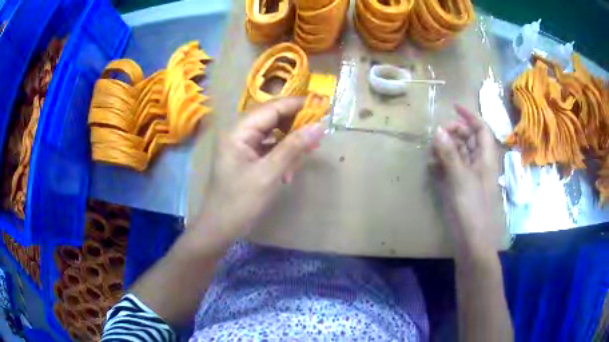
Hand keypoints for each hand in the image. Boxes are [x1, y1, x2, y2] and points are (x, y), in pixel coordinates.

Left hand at [193, 97, 324, 248]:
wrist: (221, 228)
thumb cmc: (240, 202)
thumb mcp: (269, 173)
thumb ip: (293, 147)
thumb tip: (319, 126)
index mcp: (238, 131)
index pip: (271, 108)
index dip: (296, 105)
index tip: (321, 106)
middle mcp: (240, 134)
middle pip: (272, 119)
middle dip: (295, 126)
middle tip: (318, 133)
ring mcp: (243, 147)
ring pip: (273, 135)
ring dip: (290, 144)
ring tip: (306, 154)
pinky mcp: (248, 160)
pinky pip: (270, 150)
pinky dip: (283, 157)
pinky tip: (289, 173)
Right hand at [431, 105, 501, 254]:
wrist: (472, 241)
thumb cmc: (471, 208)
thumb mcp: (460, 178)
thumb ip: (449, 153)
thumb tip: (438, 130)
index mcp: (486, 158)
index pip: (481, 129)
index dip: (469, 116)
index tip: (452, 108)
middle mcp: (480, 164)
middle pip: (469, 139)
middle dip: (453, 133)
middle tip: (437, 135)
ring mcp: (470, 177)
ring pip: (459, 154)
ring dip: (446, 149)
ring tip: (432, 153)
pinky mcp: (461, 188)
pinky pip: (453, 169)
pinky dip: (443, 165)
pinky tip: (432, 168)